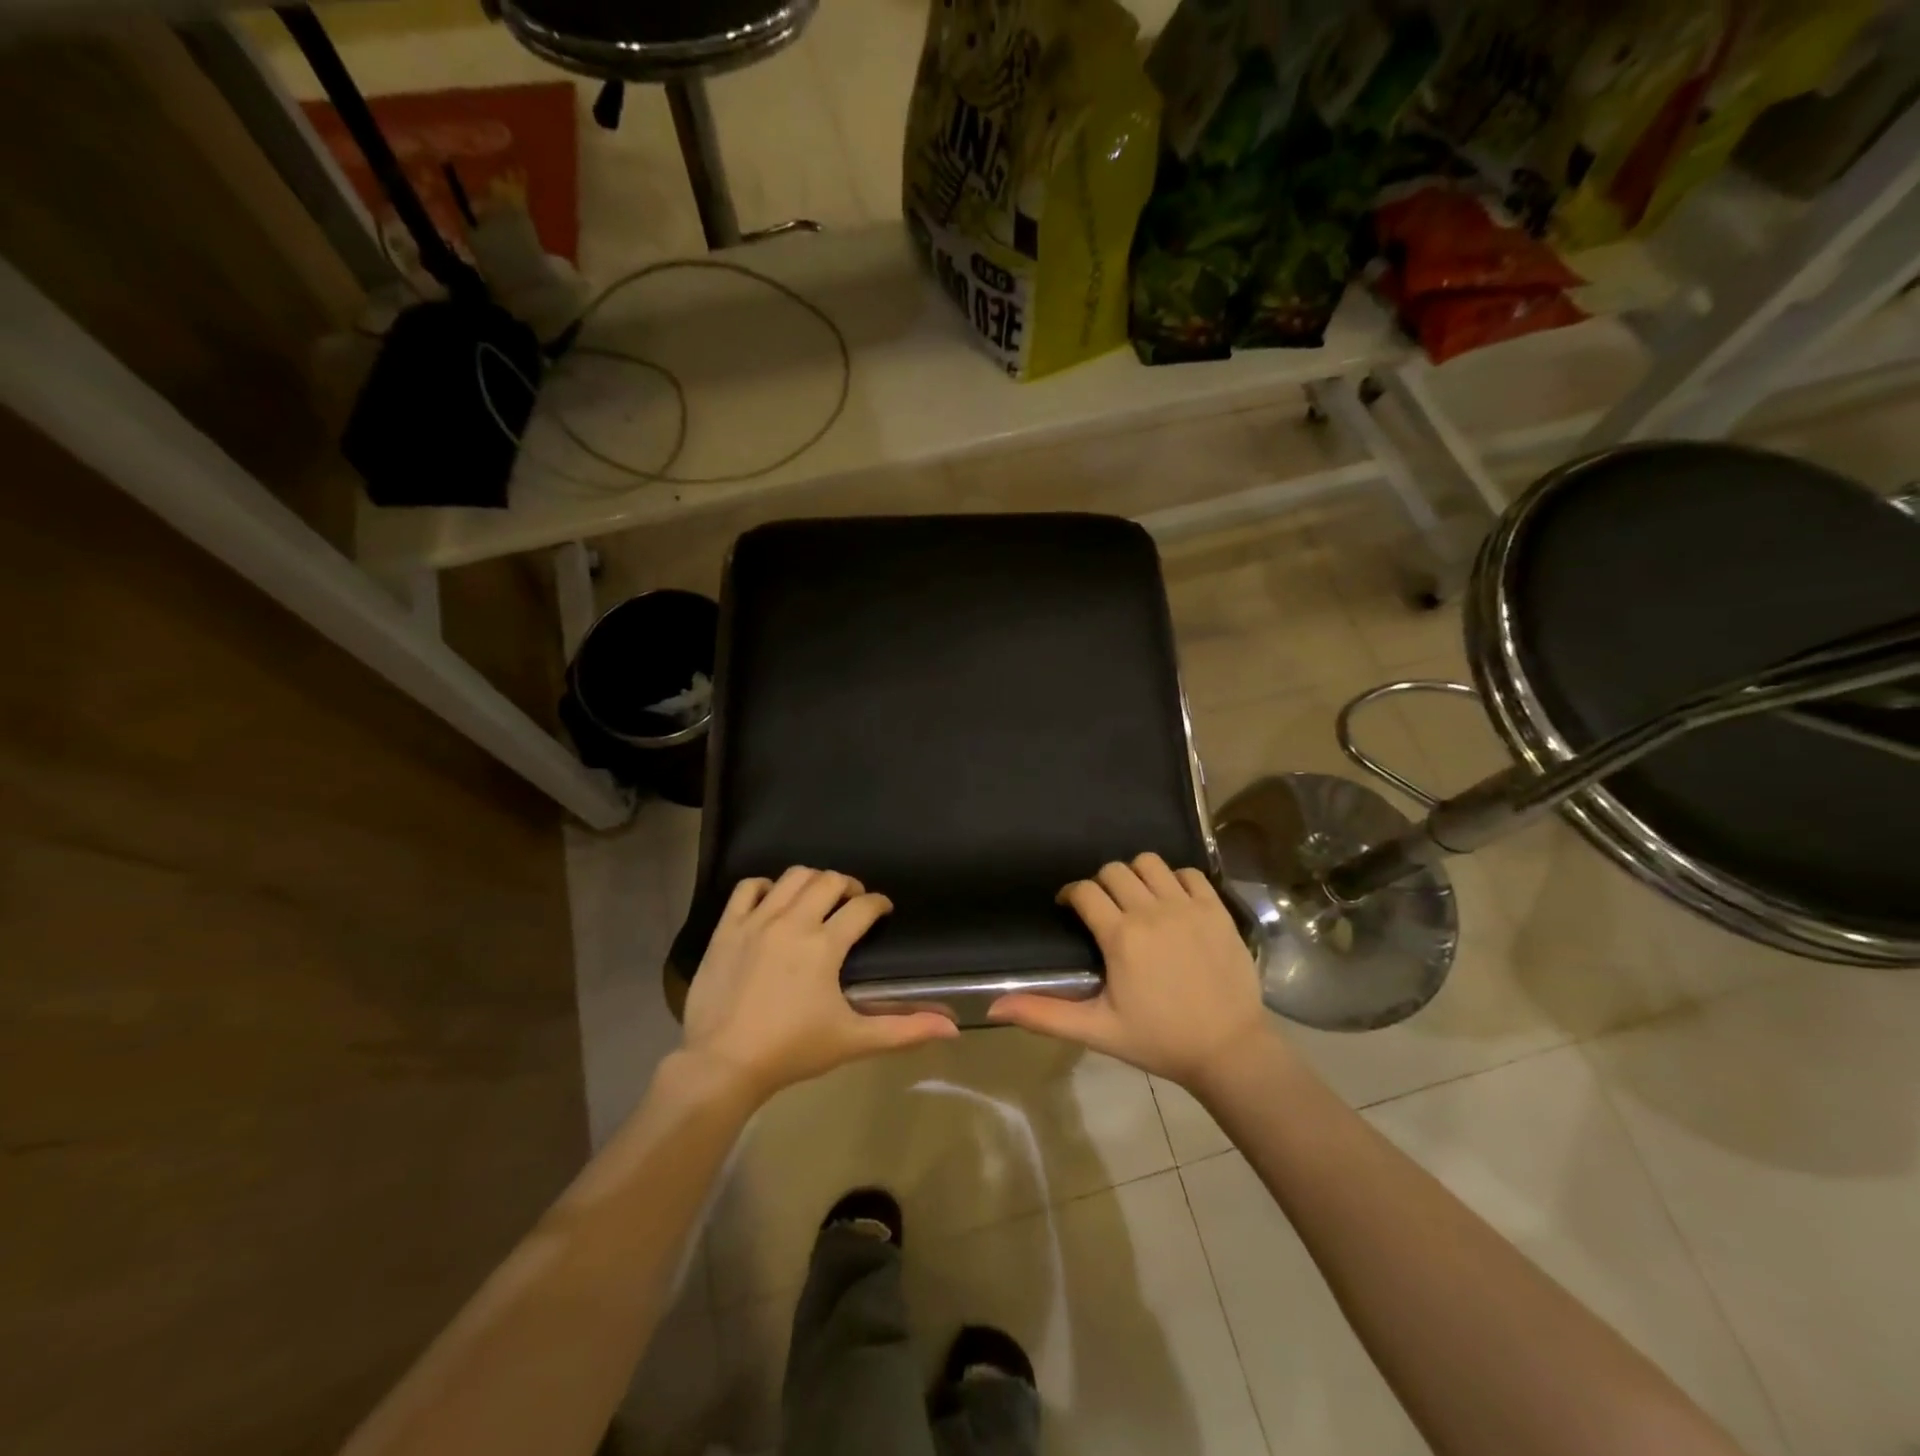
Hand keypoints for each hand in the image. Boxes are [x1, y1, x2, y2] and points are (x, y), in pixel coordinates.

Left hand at [681, 866, 958, 1102]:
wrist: (722, 1064)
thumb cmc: (792, 1050)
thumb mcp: (853, 1041)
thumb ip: (904, 1030)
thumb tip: (952, 1028)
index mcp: (825, 944)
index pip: (863, 907)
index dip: (879, 904)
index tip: (884, 910)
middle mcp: (793, 921)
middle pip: (829, 881)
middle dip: (849, 886)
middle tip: (853, 904)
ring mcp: (757, 921)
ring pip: (792, 877)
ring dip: (812, 881)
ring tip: (817, 899)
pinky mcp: (727, 928)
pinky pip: (747, 888)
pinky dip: (764, 887)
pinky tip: (772, 901)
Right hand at [987, 853, 1270, 1089]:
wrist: (1229, 1050)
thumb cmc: (1159, 1040)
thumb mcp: (1097, 1030)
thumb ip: (1044, 1014)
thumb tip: (993, 1007)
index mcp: (1121, 936)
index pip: (1084, 891)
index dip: (1070, 894)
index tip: (1069, 908)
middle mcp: (1152, 911)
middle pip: (1114, 870)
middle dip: (1101, 884)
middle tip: (1103, 909)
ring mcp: (1188, 907)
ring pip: (1150, 863)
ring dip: (1136, 875)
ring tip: (1137, 900)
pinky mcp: (1217, 910)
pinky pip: (1189, 873)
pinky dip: (1175, 880)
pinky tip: (1172, 903)